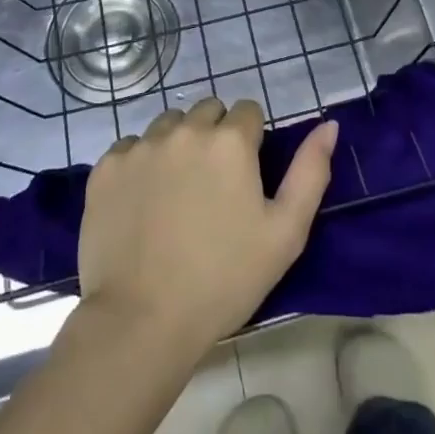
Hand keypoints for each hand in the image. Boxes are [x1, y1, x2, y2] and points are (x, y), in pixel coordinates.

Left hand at [77, 97, 338, 353]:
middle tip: (213, 186)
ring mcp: (141, 146)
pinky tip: (142, 203)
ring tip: (177, 193)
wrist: (141, 322)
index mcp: (230, 141)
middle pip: (207, 111)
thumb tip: (328, 125)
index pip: (248, 111)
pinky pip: (130, 147)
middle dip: (215, 136)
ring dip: (178, 144)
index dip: (251, 141)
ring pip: (168, 124)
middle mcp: (184, 130)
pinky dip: (140, 164)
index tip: (245, 178)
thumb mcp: (285, 234)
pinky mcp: (106, 167)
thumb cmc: (224, 281)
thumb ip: (311, 172)